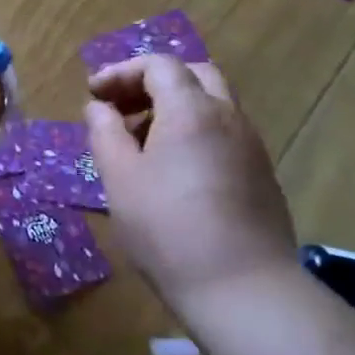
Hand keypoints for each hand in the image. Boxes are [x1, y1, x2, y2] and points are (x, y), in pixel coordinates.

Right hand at [84, 56, 297, 312]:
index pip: (159, 65)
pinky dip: (194, 132)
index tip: (94, 94)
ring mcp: (250, 147)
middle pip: (194, 75)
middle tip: (122, 107)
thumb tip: (99, 108)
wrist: (242, 288)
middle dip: (153, 82)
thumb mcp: (120, 178)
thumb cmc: (168, 228)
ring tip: (140, 142)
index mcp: (191, 111)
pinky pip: (224, 134)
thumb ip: (105, 134)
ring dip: (175, 108)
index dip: (121, 72)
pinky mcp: (261, 176)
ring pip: (213, 105)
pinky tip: (173, 170)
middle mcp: (228, 118)